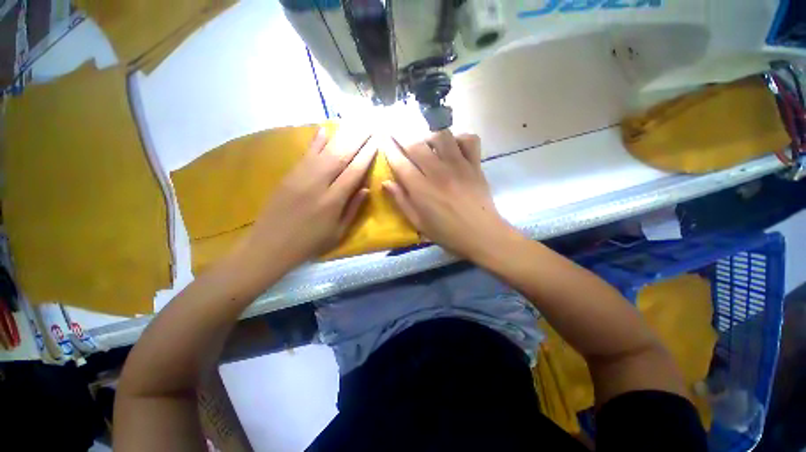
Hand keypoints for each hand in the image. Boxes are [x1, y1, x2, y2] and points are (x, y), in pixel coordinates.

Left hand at [243, 125, 375, 267]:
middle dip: (357, 139)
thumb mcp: (338, 233)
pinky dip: (316, 141)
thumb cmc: (309, 243)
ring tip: (354, 124)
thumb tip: (366, 188)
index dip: (366, 156)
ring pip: (324, 151)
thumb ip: (353, 209)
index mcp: (333, 201)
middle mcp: (318, 184)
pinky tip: (324, 129)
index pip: (354, 172)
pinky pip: (305, 154)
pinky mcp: (289, 175)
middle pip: (341, 156)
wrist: (270, 245)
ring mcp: (301, 177)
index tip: (376, 142)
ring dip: (341, 136)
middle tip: (369, 126)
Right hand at [383, 130, 516, 258]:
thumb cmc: (448, 233)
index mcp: (421, 189)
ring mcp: (459, 165)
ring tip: (429, 146)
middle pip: (417, 145)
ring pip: (441, 135)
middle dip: (405, 141)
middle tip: (402, 143)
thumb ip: (401, 201)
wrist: (482, 235)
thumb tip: (386, 182)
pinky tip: (454, 148)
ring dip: (430, 137)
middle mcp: (438, 172)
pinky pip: (469, 140)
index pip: (400, 162)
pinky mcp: (475, 165)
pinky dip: (460, 138)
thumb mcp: (419, 223)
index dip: (389, 148)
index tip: (383, 139)